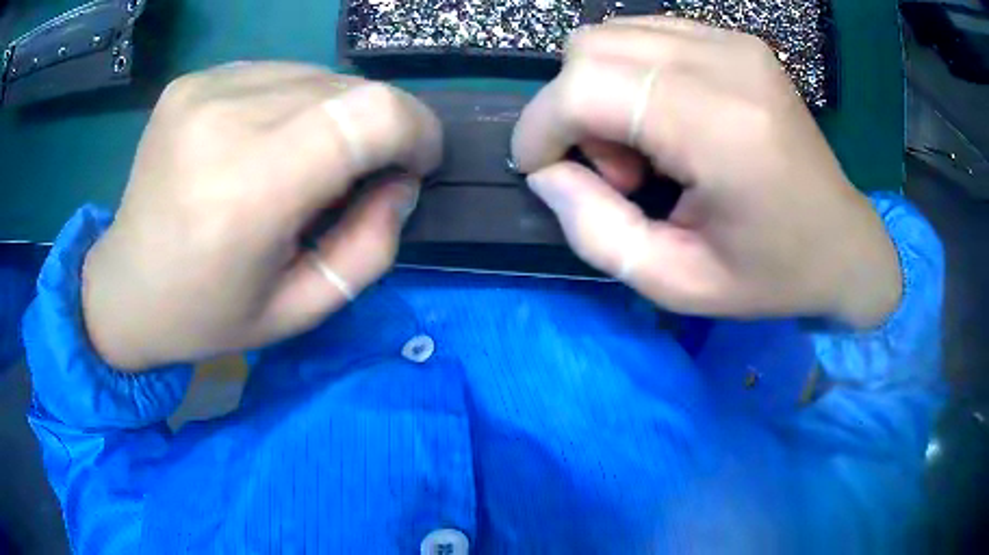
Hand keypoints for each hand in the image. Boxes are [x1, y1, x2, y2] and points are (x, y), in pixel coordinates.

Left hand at [82, 63, 441, 370]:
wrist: (126, 288)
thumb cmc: (208, 315)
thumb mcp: (300, 311)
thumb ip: (371, 248)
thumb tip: (400, 181)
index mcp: (248, 191)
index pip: (372, 114)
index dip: (416, 129)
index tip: (414, 164)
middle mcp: (223, 119)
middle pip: (349, 88)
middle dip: (376, 129)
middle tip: (351, 177)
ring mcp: (202, 90)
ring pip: (316, 74)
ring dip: (332, 115)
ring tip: (299, 163)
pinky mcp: (191, 81)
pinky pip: (276, 73)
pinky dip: (291, 103)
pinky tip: (261, 142)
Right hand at [512, 17, 901, 327]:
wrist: (843, 242)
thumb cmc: (771, 275)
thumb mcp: (676, 283)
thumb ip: (595, 232)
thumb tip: (546, 174)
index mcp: (721, 128)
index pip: (586, 85)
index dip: (540, 124)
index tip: (539, 168)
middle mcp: (727, 64)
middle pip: (590, 47)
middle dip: (572, 109)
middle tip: (616, 170)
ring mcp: (734, 43)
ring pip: (611, 34)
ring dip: (601, 90)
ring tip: (645, 149)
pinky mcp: (736, 40)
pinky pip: (645, 34)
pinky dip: (629, 74)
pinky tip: (663, 119)